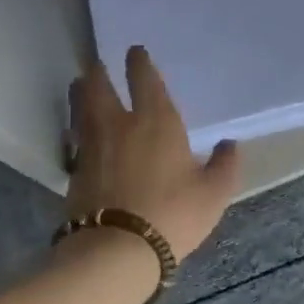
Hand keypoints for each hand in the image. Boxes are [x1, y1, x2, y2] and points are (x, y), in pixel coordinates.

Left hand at [66, 47, 240, 260]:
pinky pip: (75, 139)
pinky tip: (78, 133)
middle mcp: (120, 125)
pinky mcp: (75, 171)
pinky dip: (75, 129)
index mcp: (157, 121)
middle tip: (96, 64)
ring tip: (79, 86)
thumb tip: (229, 145)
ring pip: (81, 109)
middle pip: (100, 87)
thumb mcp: (213, 194)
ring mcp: (92, 147)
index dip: (139, 63)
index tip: (134, 51)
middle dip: (99, 72)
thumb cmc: (172, 215)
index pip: (145, 80)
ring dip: (81, 94)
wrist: (115, 251)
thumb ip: (224, 165)